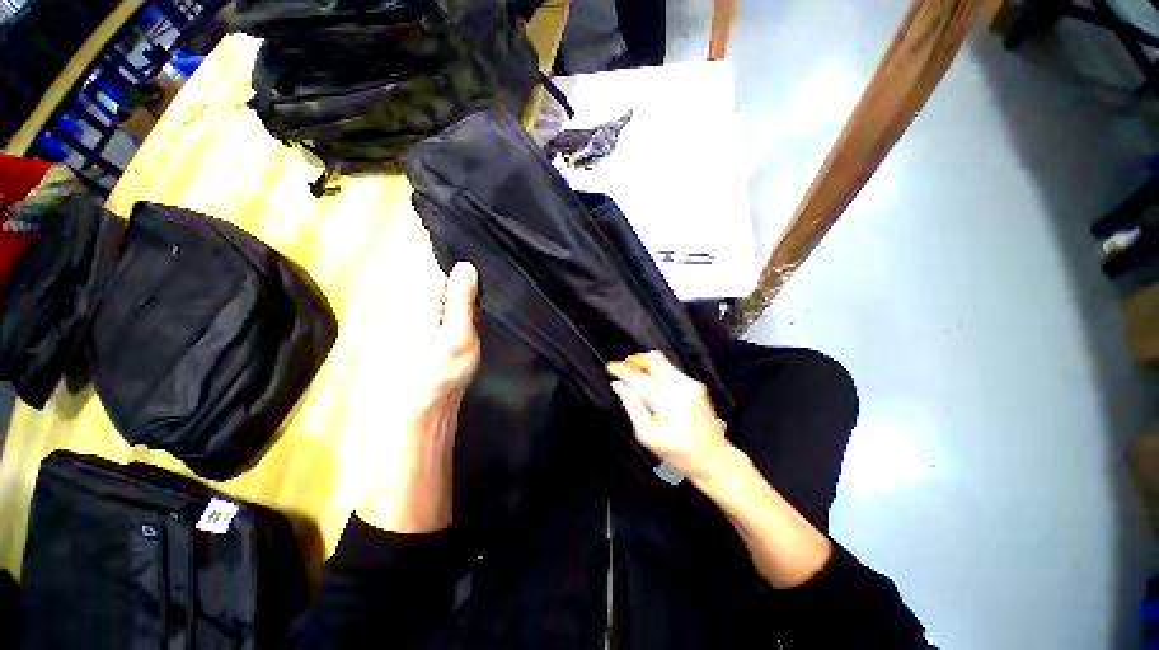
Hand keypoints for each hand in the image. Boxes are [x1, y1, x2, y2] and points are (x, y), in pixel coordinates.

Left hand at [356, 261, 479, 532]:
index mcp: (428, 299)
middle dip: (475, 277)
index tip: (494, 261)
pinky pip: (458, 306)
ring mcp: (432, 315)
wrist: (426, 404)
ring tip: (499, 290)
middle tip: (501, 279)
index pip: (447, 266)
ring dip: (475, 291)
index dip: (470, 262)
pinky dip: (472, 305)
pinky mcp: (440, 328)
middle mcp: (426, 302)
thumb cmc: (441, 370)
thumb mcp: (457, 333)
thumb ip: (461, 300)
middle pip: (452, 278)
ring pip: (456, 293)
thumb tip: (466, 264)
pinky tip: (487, 309)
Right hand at [608, 351, 733, 482]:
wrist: (715, 458)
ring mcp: (691, 384)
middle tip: (625, 372)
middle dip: (636, 362)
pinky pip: (671, 371)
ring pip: (662, 363)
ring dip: (647, 369)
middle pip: (654, 359)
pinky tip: (654, 391)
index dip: (622, 370)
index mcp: (668, 402)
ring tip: (638, 385)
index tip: (611, 367)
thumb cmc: (680, 453)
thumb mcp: (647, 435)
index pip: (639, 377)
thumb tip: (618, 385)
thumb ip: (632, 405)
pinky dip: (658, 375)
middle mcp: (682, 387)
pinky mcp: (696, 385)